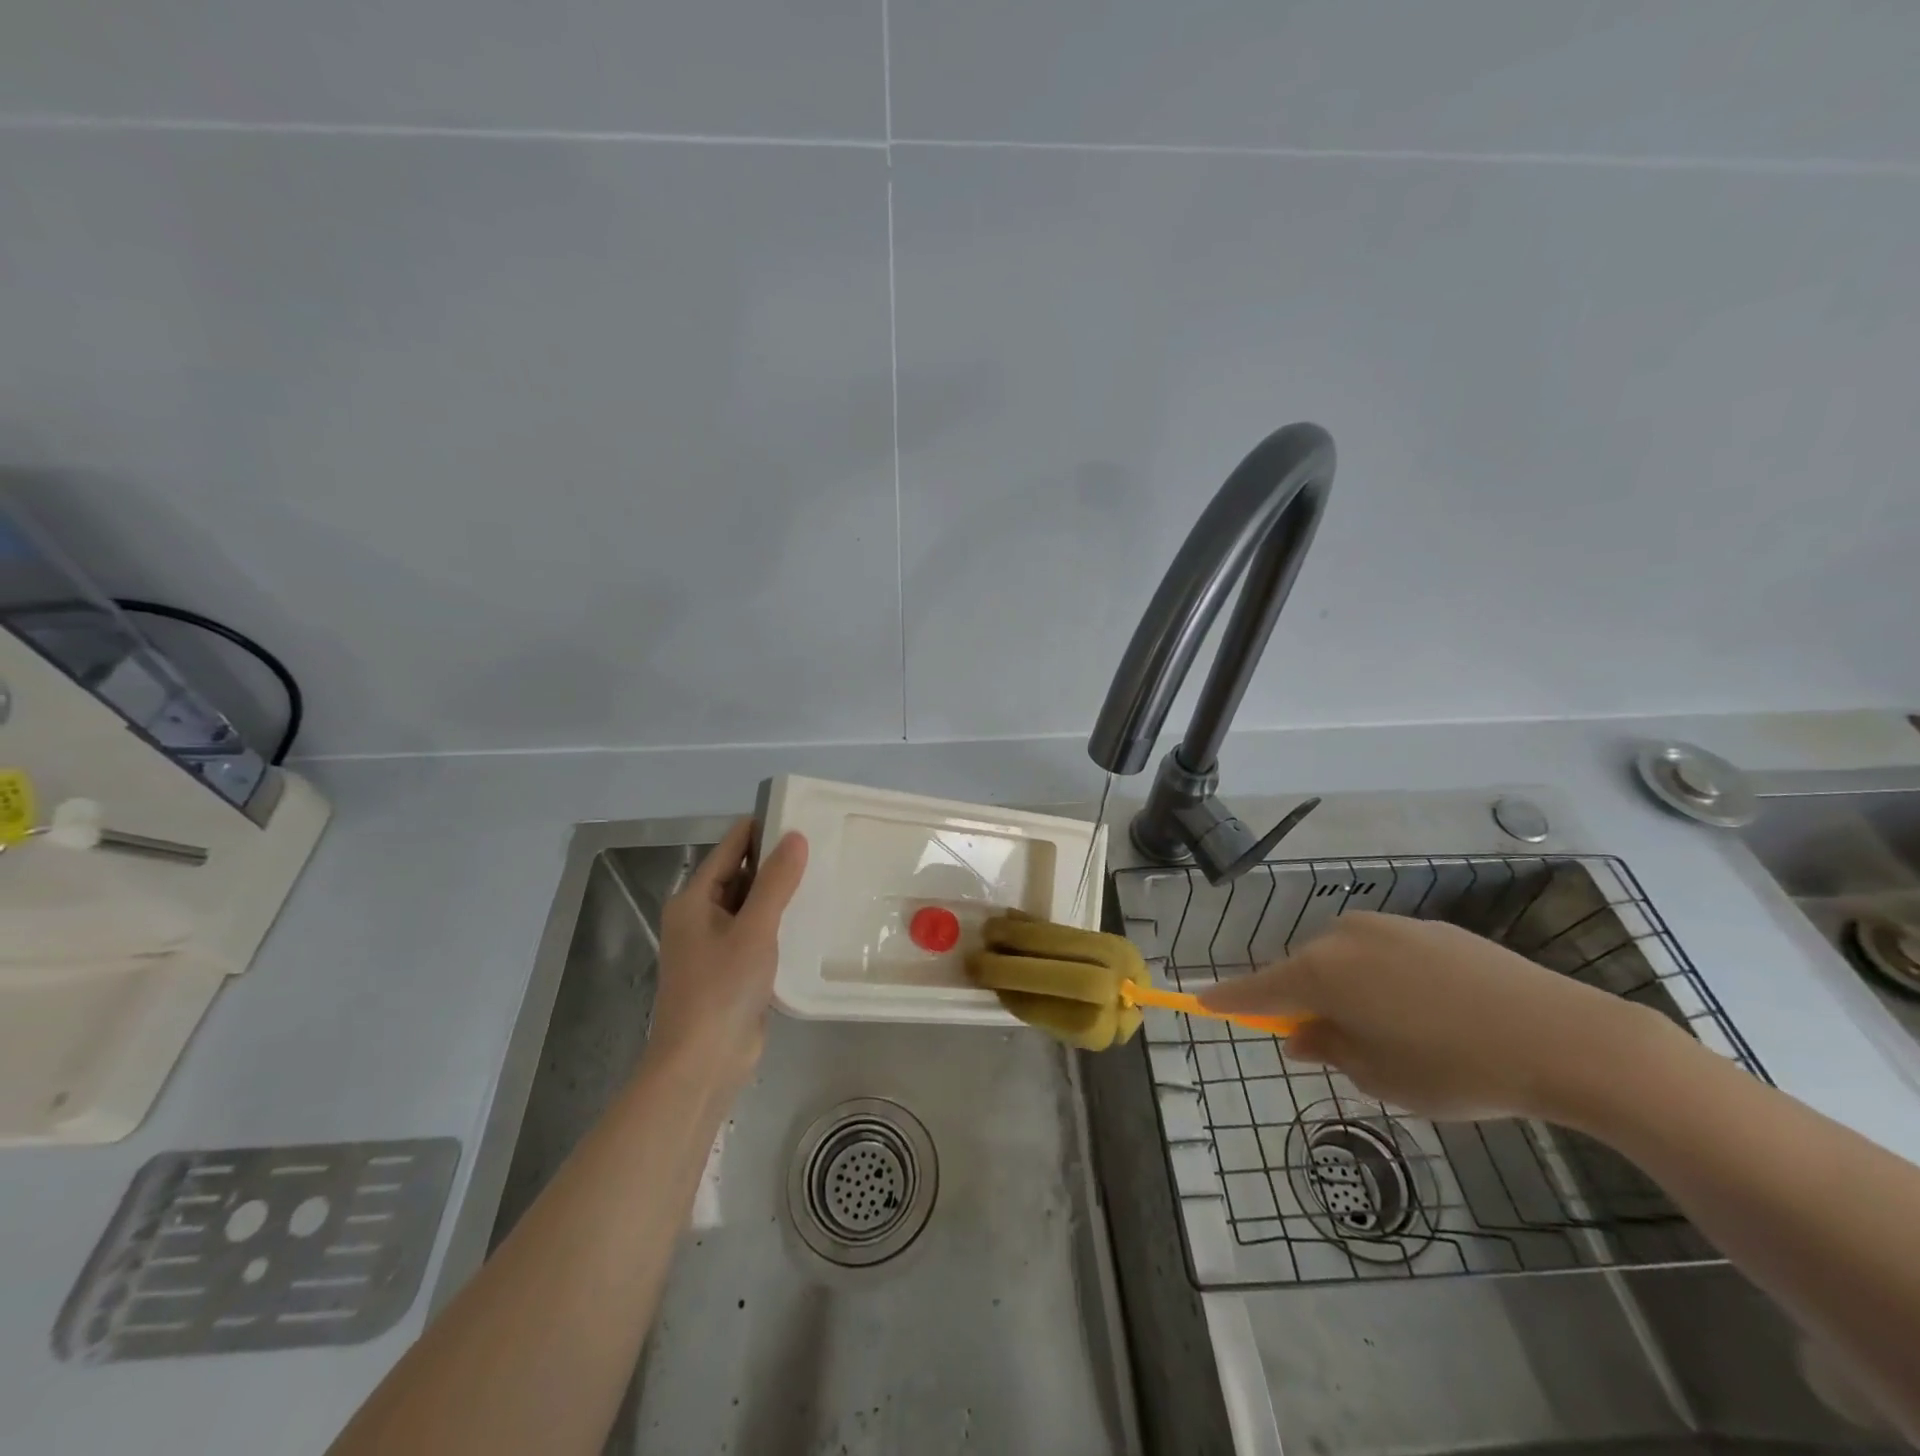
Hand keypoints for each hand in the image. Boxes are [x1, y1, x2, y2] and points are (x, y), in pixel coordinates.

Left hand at [648, 819, 807, 1089]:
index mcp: (694, 899)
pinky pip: (757, 933)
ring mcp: (715, 945)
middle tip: (823, 847)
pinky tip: (811, 920)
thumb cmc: (722, 989)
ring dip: (780, 894)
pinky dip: (779, 923)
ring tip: (824, 876)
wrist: (703, 1064)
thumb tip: (796, 836)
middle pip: (740, 874)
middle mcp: (700, 916)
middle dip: (776, 862)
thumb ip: (775, 881)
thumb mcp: (754, 929)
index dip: (762, 829)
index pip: (730, 847)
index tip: (802, 816)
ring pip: (751, 905)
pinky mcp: (731, 970)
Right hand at [1199, 911, 1676, 1122]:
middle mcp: (1344, 937)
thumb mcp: (1382, 1077)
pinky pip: (1383, 953)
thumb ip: (1329, 1050)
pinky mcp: (1429, 928)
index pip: (1257, 988)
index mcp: (1323, 972)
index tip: (1200, 1002)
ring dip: (1347, 989)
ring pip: (1344, 959)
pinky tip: (1428, 1011)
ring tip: (1391, 1032)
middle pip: (1302, 970)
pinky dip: (1383, 978)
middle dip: (1302, 1002)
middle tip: (1324, 1042)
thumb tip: (1301, 1034)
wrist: (1565, 1037)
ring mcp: (1388, 926)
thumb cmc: (1456, 1068)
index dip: (1228, 1000)